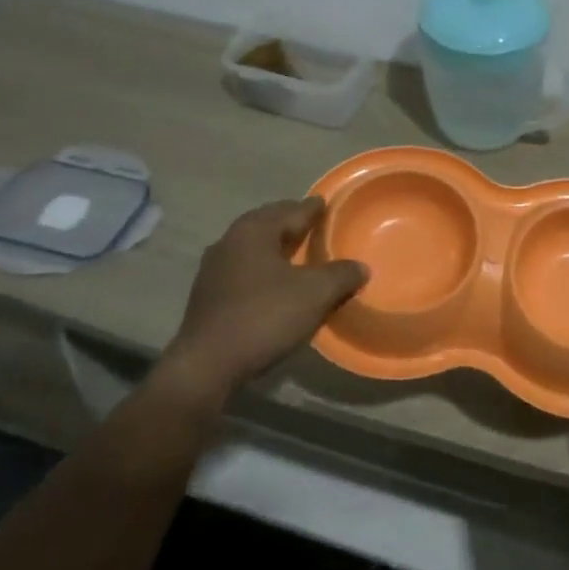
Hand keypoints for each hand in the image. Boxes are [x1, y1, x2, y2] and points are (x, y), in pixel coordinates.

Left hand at [159, 198, 367, 410]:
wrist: (207, 365)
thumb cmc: (264, 317)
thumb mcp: (314, 294)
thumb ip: (341, 275)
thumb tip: (361, 267)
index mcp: (253, 231)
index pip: (290, 210)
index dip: (312, 208)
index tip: (326, 204)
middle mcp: (229, 241)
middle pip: (267, 224)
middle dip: (290, 223)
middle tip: (313, 225)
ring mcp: (213, 269)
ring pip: (252, 247)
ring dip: (275, 246)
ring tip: (297, 253)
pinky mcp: (207, 295)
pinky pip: (243, 269)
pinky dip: (262, 268)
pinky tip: (274, 282)